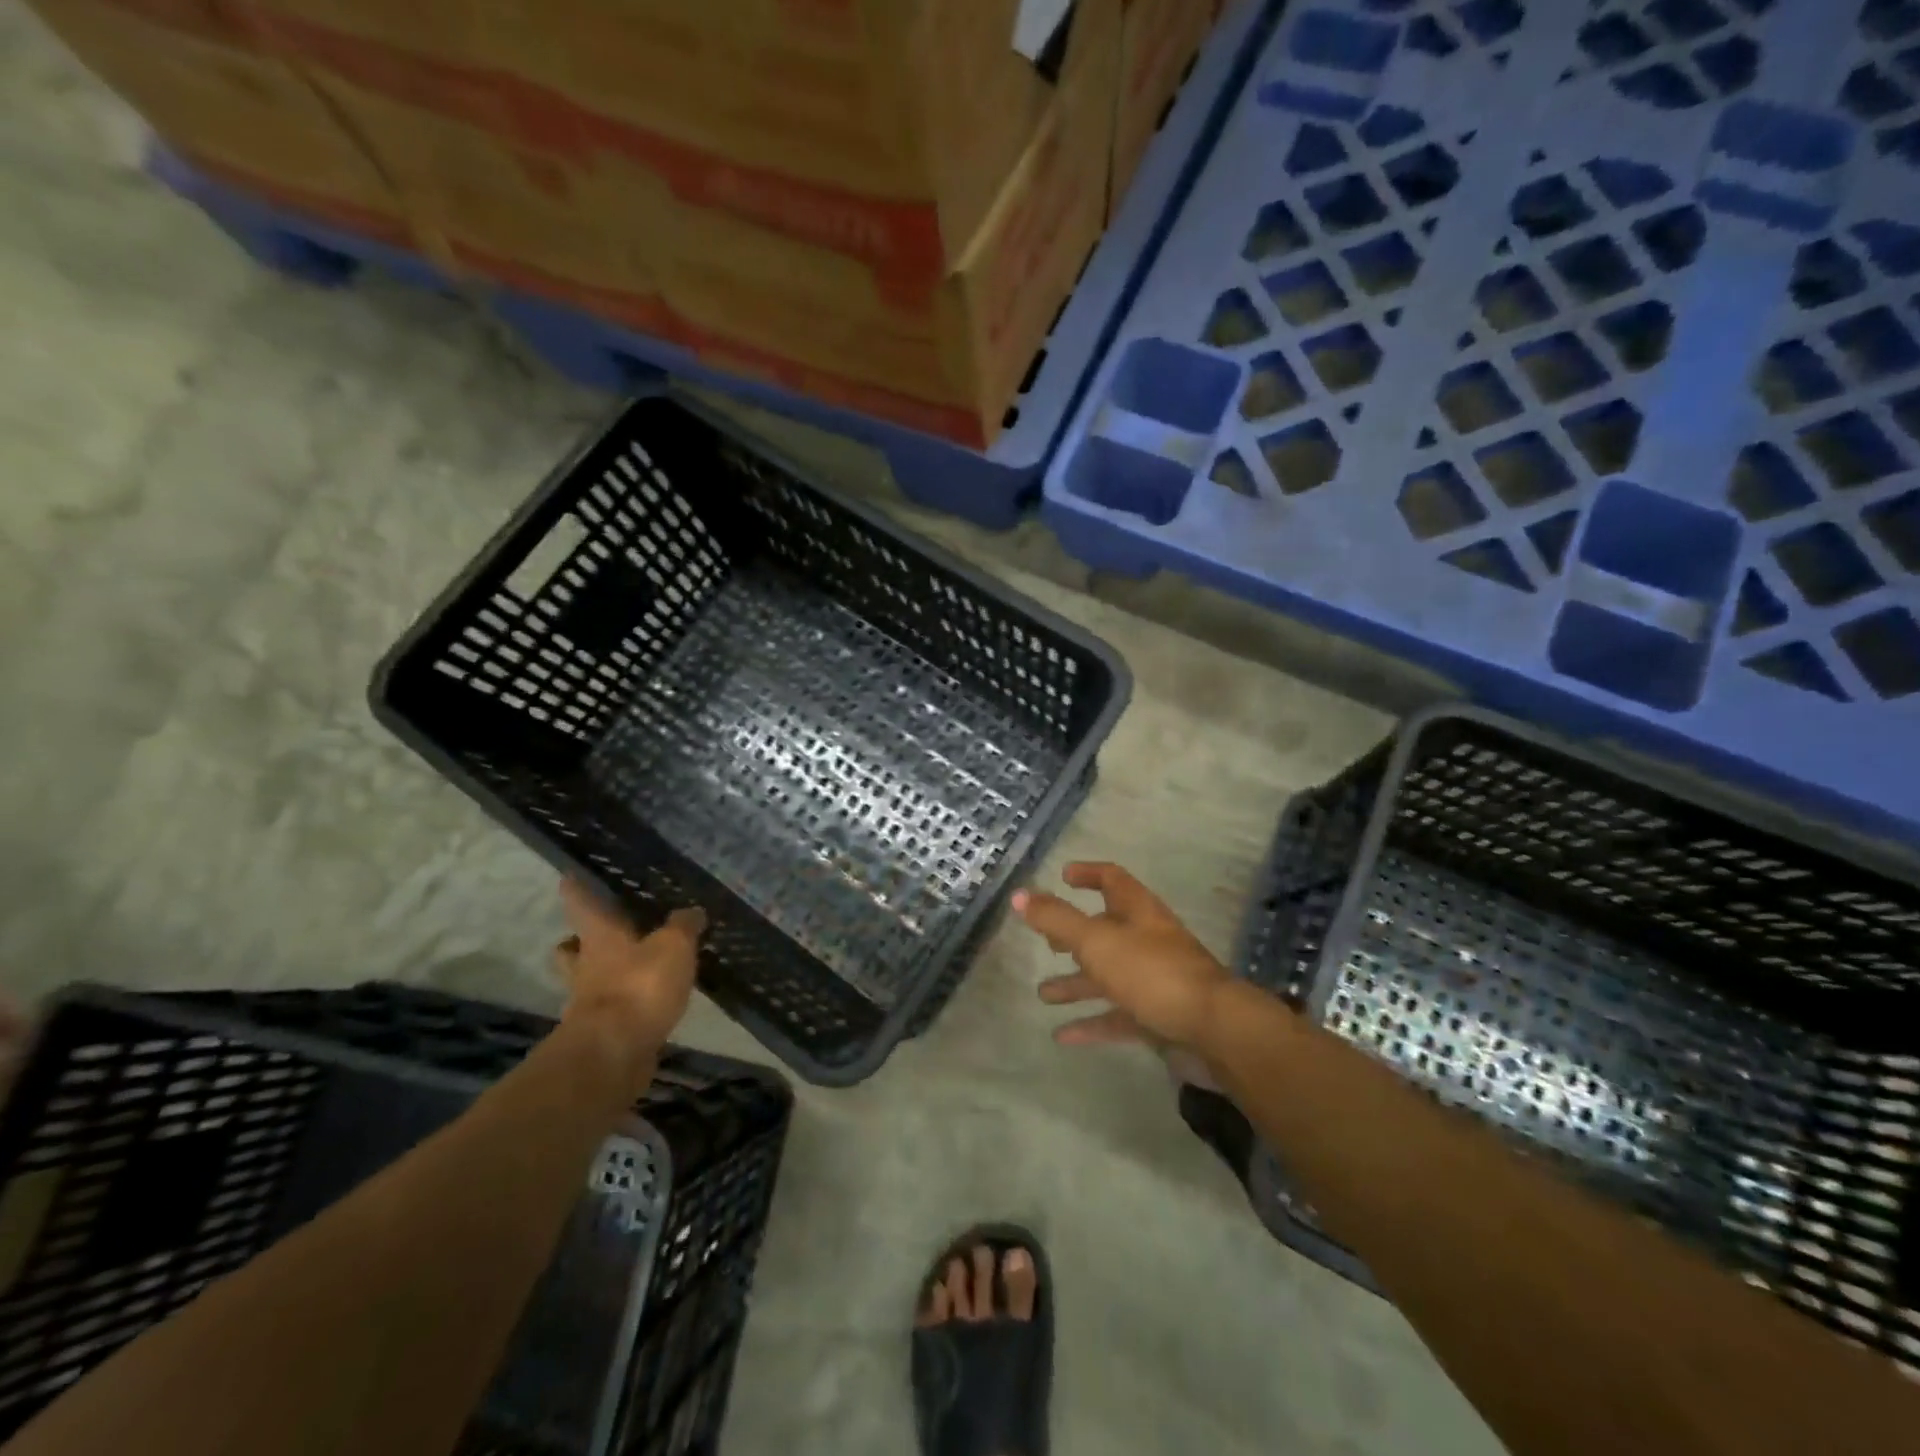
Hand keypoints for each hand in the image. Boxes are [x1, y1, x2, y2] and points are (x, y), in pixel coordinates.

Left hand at [554, 880, 703, 1056]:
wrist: (612, 1057)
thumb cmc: (638, 988)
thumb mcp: (673, 947)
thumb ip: (683, 927)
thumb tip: (692, 912)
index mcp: (599, 936)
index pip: (580, 902)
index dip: (576, 887)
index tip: (571, 875)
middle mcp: (586, 965)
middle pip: (573, 946)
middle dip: (582, 939)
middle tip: (604, 931)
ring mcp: (588, 1002)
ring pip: (590, 979)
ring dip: (605, 974)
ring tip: (636, 968)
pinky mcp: (601, 1032)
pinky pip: (612, 1009)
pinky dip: (626, 1004)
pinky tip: (649, 1002)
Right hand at [1013, 862, 1231, 1051]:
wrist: (1214, 1031)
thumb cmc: (1152, 973)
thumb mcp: (1096, 941)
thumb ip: (1056, 919)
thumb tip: (1019, 895)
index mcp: (1138, 912)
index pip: (1112, 880)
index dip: (1089, 874)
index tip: (1064, 875)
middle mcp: (1148, 940)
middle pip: (1107, 930)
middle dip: (1075, 935)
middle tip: (1047, 942)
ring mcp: (1155, 980)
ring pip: (1109, 976)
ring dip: (1077, 983)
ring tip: (1043, 994)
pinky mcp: (1158, 1017)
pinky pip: (1118, 1016)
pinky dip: (1091, 1023)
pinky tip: (1063, 1036)